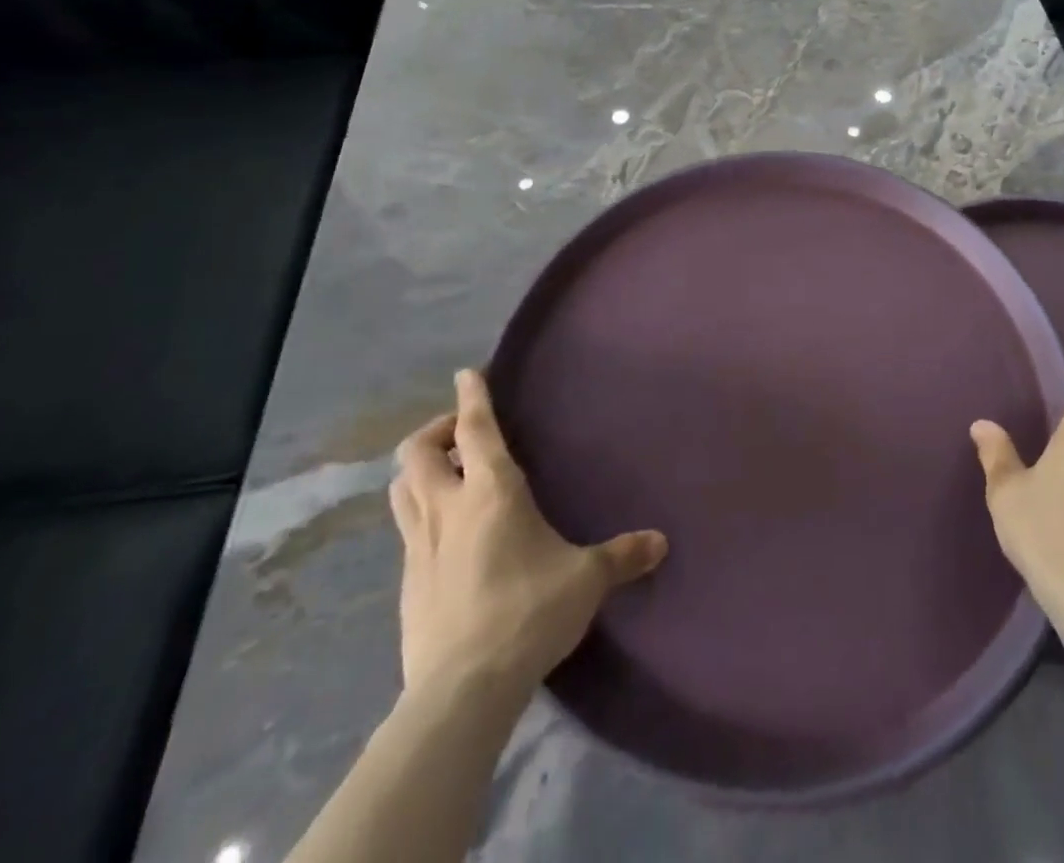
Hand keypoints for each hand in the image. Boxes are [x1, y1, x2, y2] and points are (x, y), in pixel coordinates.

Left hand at [389, 369, 667, 707]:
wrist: (462, 690)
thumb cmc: (528, 612)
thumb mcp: (586, 579)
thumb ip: (622, 555)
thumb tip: (662, 542)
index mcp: (491, 492)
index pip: (475, 429)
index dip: (471, 397)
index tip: (467, 373)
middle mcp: (448, 509)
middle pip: (417, 453)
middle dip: (434, 432)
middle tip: (460, 434)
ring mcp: (418, 548)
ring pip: (401, 490)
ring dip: (419, 471)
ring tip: (446, 475)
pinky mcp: (406, 586)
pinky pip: (406, 531)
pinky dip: (420, 516)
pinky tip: (446, 536)